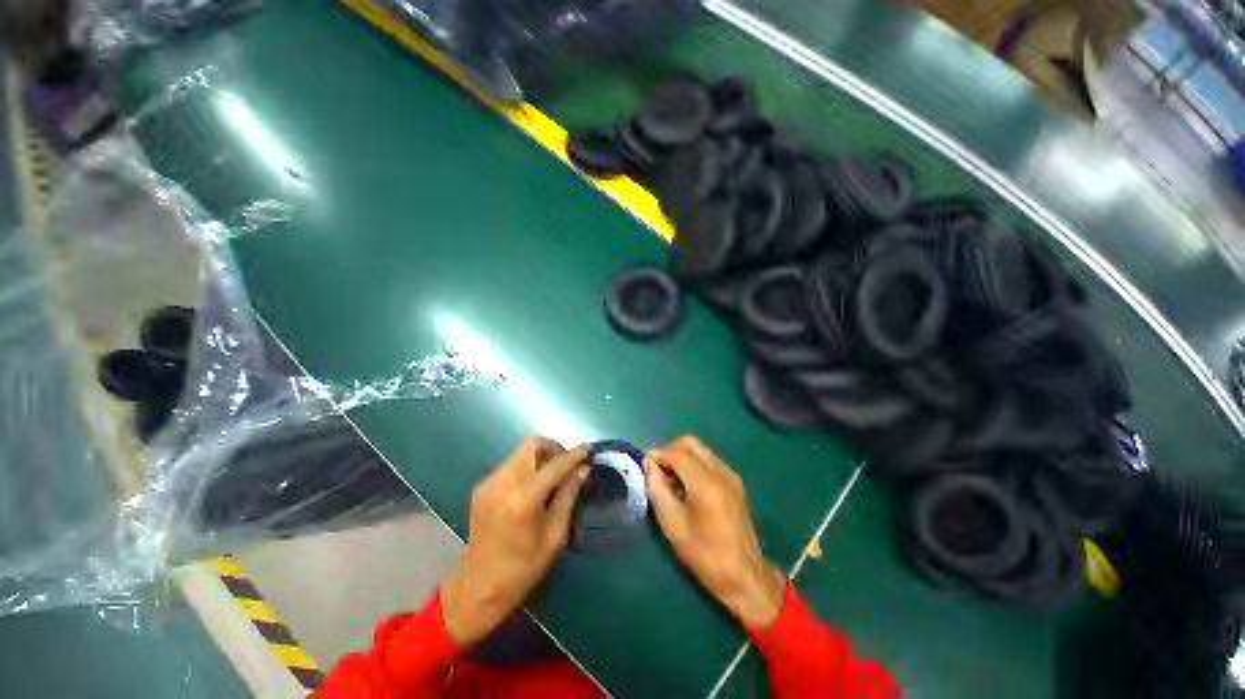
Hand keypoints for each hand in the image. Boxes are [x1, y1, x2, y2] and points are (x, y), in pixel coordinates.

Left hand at [440, 437, 588, 644]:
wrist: (478, 588)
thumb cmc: (523, 568)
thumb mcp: (555, 535)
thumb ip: (569, 495)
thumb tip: (583, 469)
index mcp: (523, 499)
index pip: (555, 465)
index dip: (574, 455)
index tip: (589, 449)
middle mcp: (503, 483)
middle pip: (532, 444)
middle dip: (553, 448)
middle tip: (566, 465)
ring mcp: (488, 483)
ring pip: (521, 452)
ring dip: (540, 457)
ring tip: (551, 478)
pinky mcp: (481, 487)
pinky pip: (510, 465)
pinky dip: (526, 467)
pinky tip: (532, 488)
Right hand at [645, 436, 786, 628]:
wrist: (745, 575)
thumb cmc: (705, 554)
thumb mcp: (673, 525)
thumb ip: (658, 490)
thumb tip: (649, 467)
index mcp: (706, 483)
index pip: (677, 453)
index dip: (657, 454)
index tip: (643, 464)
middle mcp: (721, 471)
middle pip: (691, 443)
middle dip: (670, 450)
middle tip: (657, 469)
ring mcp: (731, 475)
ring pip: (701, 450)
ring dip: (682, 456)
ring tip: (670, 479)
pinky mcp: (735, 482)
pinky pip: (709, 460)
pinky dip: (694, 464)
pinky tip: (686, 486)